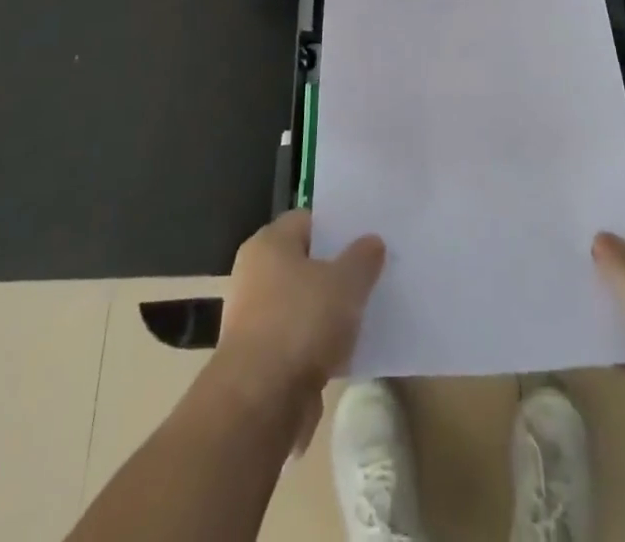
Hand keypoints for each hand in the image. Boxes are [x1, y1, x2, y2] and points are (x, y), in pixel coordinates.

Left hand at [214, 210, 385, 451]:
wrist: (258, 404)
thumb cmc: (301, 323)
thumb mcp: (346, 283)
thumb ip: (363, 258)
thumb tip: (371, 242)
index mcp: (269, 243)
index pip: (307, 220)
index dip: (337, 228)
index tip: (365, 240)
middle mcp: (254, 274)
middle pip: (303, 263)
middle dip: (334, 272)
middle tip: (369, 277)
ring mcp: (252, 319)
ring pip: (301, 304)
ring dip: (326, 313)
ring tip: (362, 317)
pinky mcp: (257, 360)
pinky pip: (295, 341)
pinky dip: (316, 346)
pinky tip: (343, 355)